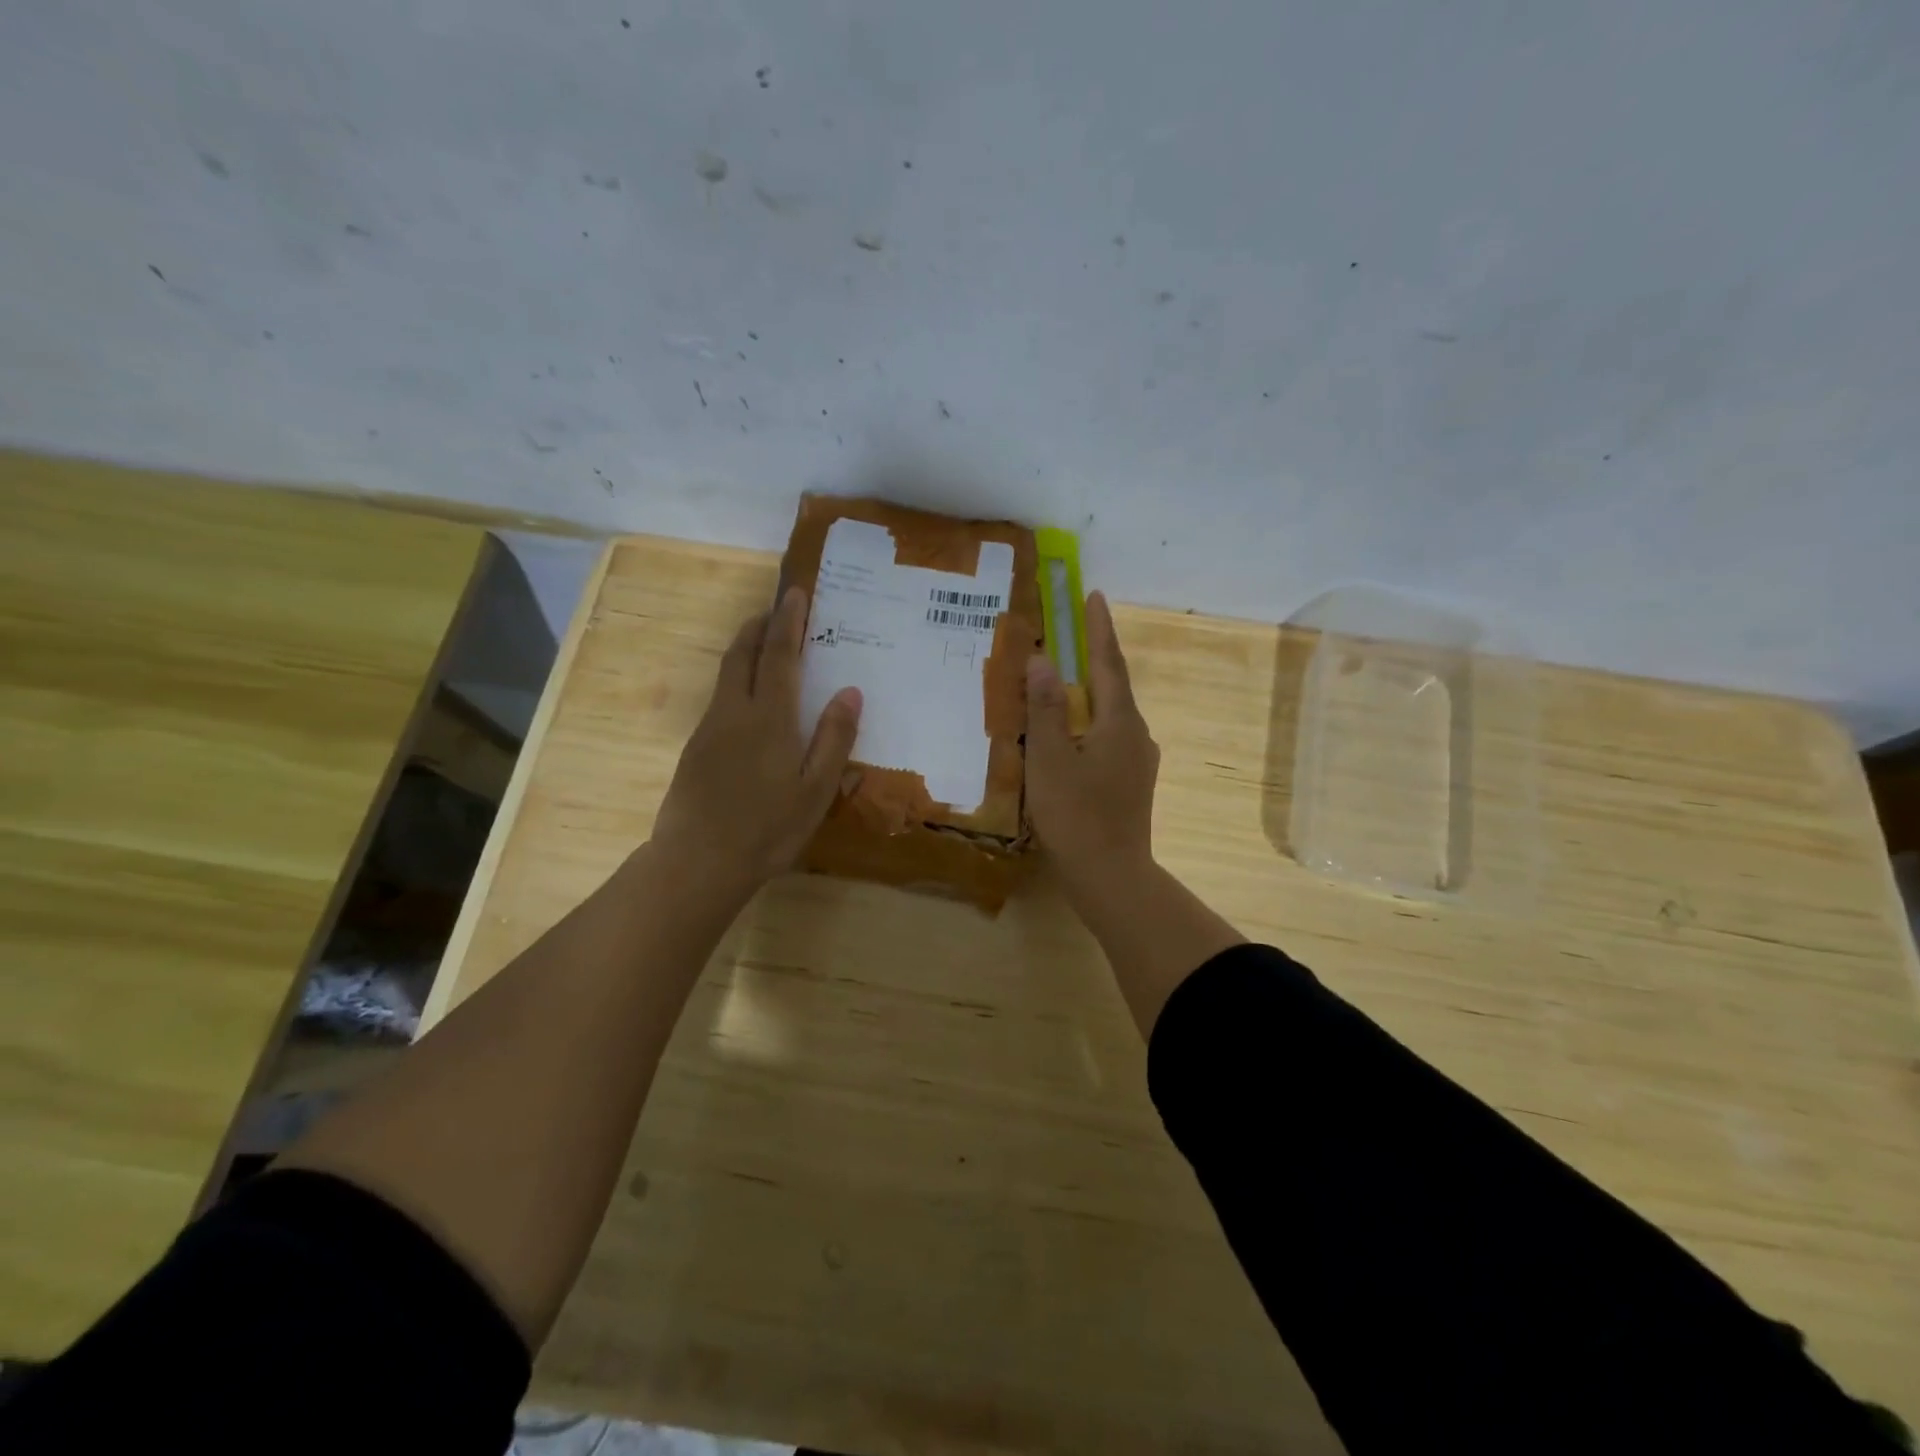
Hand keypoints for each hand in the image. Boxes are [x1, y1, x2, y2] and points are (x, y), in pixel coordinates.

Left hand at [650, 587, 861, 903]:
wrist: (698, 862)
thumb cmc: (767, 828)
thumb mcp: (816, 790)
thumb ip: (834, 738)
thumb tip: (850, 691)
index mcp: (769, 718)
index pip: (780, 655)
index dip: (789, 621)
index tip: (795, 592)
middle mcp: (734, 712)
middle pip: (743, 653)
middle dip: (760, 625)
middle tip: (777, 609)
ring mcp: (710, 729)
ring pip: (727, 674)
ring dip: (745, 648)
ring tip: (764, 642)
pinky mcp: (696, 749)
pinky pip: (720, 698)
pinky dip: (738, 679)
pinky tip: (750, 700)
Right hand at [1024, 590, 1160, 903]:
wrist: (1111, 876)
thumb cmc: (1076, 814)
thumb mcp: (1050, 758)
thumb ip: (1046, 707)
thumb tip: (1044, 660)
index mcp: (1119, 721)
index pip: (1108, 662)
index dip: (1098, 628)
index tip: (1093, 595)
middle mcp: (1136, 734)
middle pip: (1112, 685)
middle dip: (1094, 656)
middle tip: (1071, 632)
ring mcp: (1138, 760)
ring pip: (1110, 714)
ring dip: (1089, 692)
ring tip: (1062, 682)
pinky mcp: (1131, 782)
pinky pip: (1108, 737)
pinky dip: (1088, 723)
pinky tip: (1070, 734)